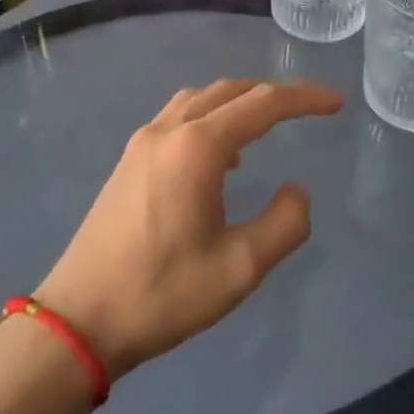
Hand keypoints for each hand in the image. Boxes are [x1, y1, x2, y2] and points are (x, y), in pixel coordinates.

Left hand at [34, 79, 342, 379]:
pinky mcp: (128, 162)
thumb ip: (285, 224)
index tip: (336, 103)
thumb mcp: (240, 269)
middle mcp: (169, 131)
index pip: (263, 104)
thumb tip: (297, 191)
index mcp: (198, 147)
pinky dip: (211, 118)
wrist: (77, 323)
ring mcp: (142, 143)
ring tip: (267, 126)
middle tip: (308, 110)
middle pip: (231, 91)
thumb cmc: (162, 294)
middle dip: (274, 94)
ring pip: (201, 99)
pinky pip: (179, 118)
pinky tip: (221, 157)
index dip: (305, 99)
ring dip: (239, 102)